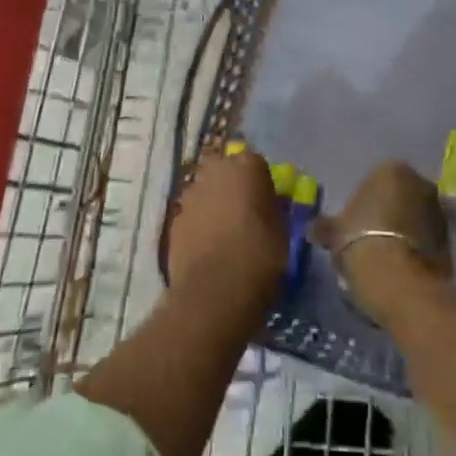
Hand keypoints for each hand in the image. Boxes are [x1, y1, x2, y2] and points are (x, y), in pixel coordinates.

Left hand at [168, 147, 287, 303]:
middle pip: (226, 172)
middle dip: (233, 188)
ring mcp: (190, 194)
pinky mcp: (174, 220)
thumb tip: (267, 208)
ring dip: (214, 205)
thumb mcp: (281, 232)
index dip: (262, 183)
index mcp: (246, 166)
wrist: (214, 292)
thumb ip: (273, 210)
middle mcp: (215, 170)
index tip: (267, 204)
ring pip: (206, 192)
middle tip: (244, 215)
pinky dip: (199, 225)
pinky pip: (192, 215)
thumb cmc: (258, 256)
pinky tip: (208, 249)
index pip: (257, 163)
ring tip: (225, 234)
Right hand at [313, 160, 452, 323]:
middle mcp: (420, 183)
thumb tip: (314, 228)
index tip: (355, 222)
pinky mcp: (450, 242)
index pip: (377, 179)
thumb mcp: (334, 233)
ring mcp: (439, 212)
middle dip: (390, 211)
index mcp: (392, 170)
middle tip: (370, 235)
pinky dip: (416, 248)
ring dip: (405, 230)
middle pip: (401, 195)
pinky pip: (427, 239)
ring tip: (386, 254)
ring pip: (416, 217)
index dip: (365, 201)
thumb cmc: (362, 242)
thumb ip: (325, 226)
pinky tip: (401, 266)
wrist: (400, 284)